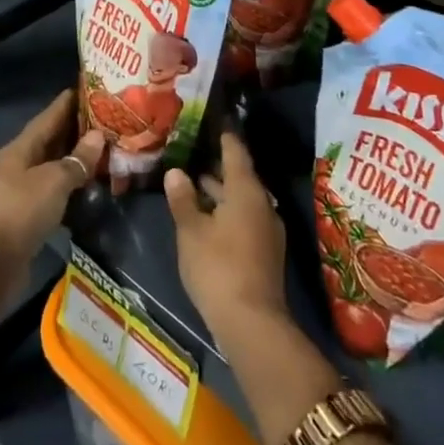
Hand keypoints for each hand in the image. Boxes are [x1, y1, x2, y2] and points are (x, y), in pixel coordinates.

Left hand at [0, 90, 104, 280]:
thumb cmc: (21, 210)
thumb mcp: (54, 180)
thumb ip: (77, 159)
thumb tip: (98, 136)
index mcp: (22, 147)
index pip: (49, 116)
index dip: (69, 102)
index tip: (91, 87)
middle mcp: (20, 163)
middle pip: (51, 140)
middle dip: (77, 129)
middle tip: (108, 119)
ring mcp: (22, 190)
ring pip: (53, 165)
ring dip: (76, 158)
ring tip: (105, 149)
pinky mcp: (28, 214)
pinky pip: (54, 189)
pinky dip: (71, 184)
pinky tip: (89, 184)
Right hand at [164, 131, 288, 347]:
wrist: (252, 323)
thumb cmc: (218, 267)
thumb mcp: (191, 231)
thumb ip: (183, 199)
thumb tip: (176, 172)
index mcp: (246, 191)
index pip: (235, 152)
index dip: (223, 136)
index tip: (212, 121)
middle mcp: (262, 204)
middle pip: (240, 176)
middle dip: (216, 166)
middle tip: (192, 152)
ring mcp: (267, 229)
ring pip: (241, 199)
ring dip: (220, 192)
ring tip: (192, 183)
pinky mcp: (265, 251)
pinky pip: (245, 218)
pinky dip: (226, 211)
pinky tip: (206, 218)